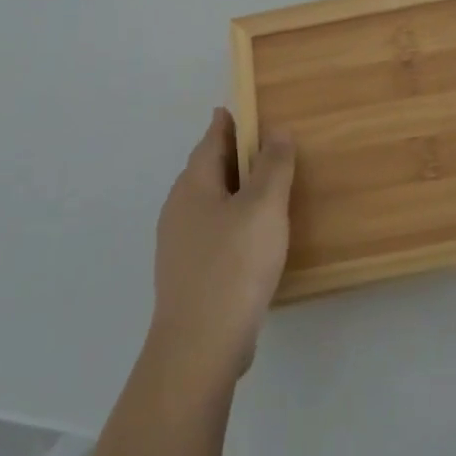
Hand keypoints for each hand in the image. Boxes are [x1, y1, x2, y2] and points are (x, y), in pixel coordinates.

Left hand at [147, 109, 295, 389]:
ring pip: (210, 203)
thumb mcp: (263, 206)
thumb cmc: (234, 264)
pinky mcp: (189, 274)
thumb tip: (276, 129)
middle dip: (233, 155)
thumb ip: (273, 165)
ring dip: (235, 190)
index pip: (212, 140)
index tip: (245, 109)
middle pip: (207, 169)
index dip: (229, 123)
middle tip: (265, 145)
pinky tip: (253, 237)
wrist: (200, 346)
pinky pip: (213, 231)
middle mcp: (179, 209)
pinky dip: (233, 221)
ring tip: (266, 189)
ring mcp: (180, 244)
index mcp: (193, 185)